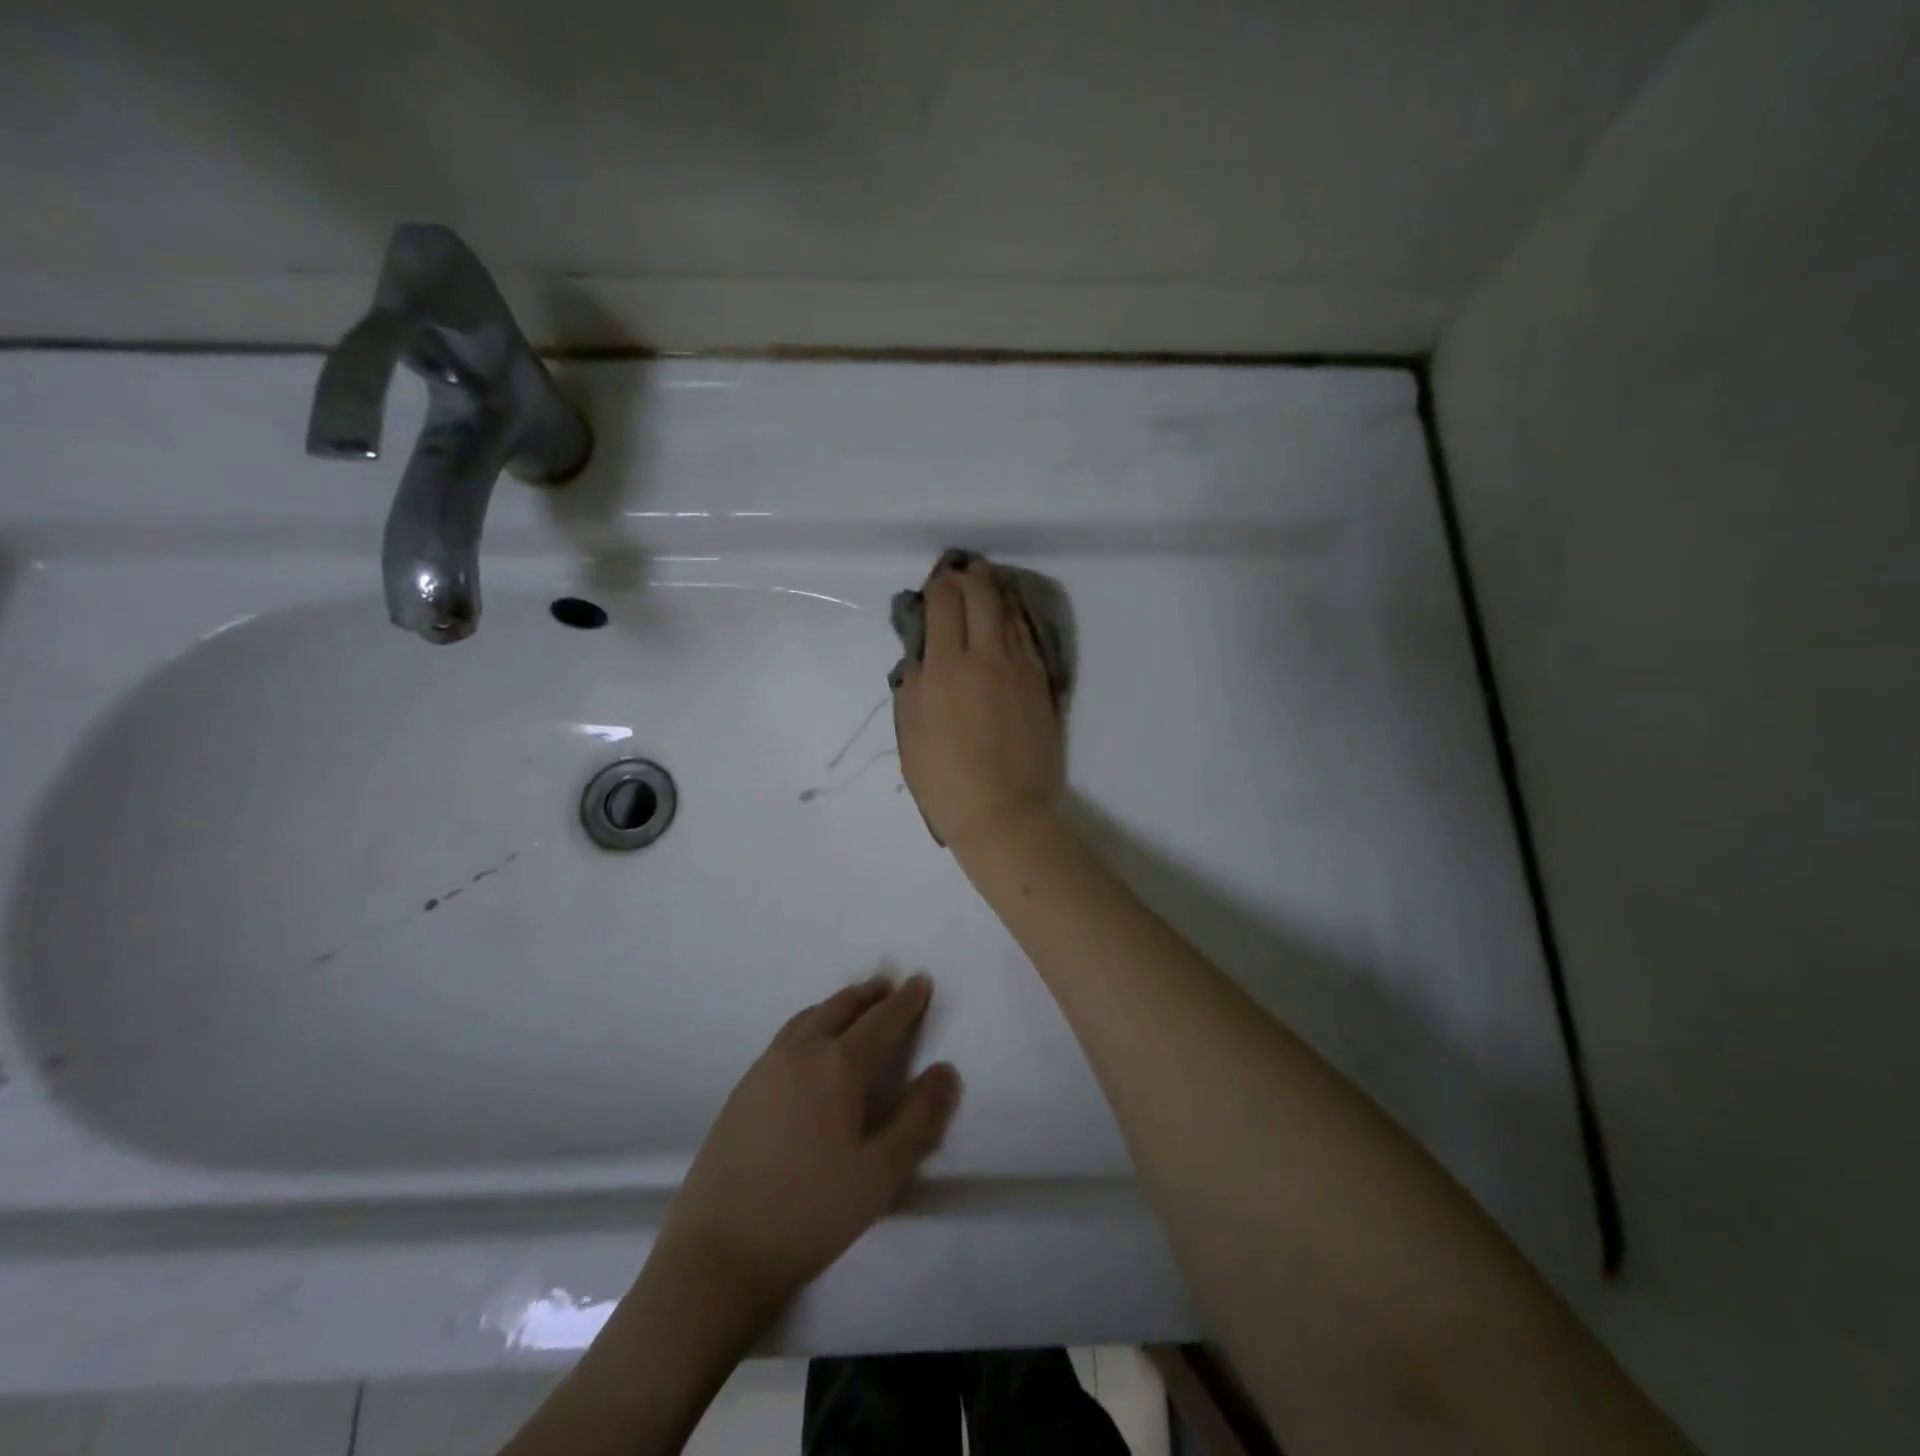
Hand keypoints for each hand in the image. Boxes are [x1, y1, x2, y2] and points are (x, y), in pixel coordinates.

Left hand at [653, 975, 960, 1321]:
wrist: (718, 1252)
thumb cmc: (809, 1212)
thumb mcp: (880, 1174)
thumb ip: (919, 1119)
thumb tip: (946, 1070)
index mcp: (838, 1065)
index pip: (881, 1020)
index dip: (906, 1001)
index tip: (921, 981)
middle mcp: (801, 1052)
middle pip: (841, 1007)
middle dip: (870, 995)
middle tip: (890, 986)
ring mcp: (765, 1067)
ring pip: (810, 1017)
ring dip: (838, 1004)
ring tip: (854, 1005)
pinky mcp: (742, 1088)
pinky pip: (787, 1035)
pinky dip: (811, 1022)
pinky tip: (810, 1044)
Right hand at [894, 555, 1064, 854]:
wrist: (1005, 812)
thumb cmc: (946, 780)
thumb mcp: (911, 734)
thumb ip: (913, 686)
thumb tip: (923, 657)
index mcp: (948, 668)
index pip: (946, 605)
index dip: (939, 587)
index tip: (935, 587)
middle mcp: (987, 656)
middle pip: (982, 596)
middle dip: (969, 578)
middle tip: (961, 574)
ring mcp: (1021, 668)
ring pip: (1010, 611)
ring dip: (995, 592)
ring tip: (985, 584)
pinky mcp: (1042, 683)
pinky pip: (1028, 637)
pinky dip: (1015, 618)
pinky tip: (1008, 617)